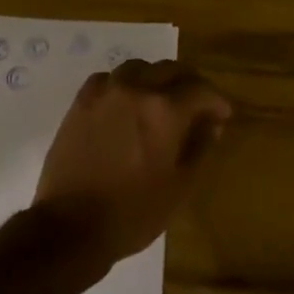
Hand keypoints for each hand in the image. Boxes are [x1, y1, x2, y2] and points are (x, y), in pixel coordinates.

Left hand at [31, 59, 232, 267]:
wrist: (71, 225)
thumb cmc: (133, 213)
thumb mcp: (180, 186)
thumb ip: (199, 147)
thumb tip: (211, 123)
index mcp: (165, 110)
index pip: (200, 90)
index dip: (216, 101)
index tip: (222, 115)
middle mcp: (135, 90)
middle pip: (169, 70)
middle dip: (189, 83)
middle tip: (197, 105)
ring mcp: (104, 93)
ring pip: (137, 68)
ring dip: (155, 79)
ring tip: (160, 100)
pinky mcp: (80, 103)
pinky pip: (107, 79)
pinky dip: (123, 84)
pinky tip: (126, 103)